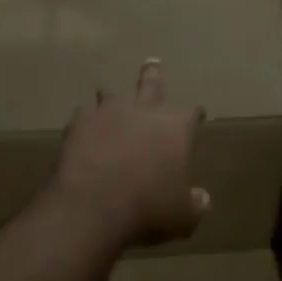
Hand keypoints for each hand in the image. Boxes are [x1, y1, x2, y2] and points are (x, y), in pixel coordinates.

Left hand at [48, 59, 208, 246]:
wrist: (93, 208)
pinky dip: (85, 122)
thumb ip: (194, 204)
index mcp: (175, 128)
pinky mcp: (79, 123)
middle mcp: (144, 111)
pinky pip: (83, 115)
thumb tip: (202, 198)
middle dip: (153, 75)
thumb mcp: (182, 216)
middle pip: (151, 84)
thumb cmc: (148, 210)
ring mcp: (108, 113)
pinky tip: (82, 130)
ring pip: (111, 94)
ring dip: (112, 96)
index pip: (191, 113)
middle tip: (152, 64)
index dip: (195, 115)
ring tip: (109, 95)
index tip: (198, 116)